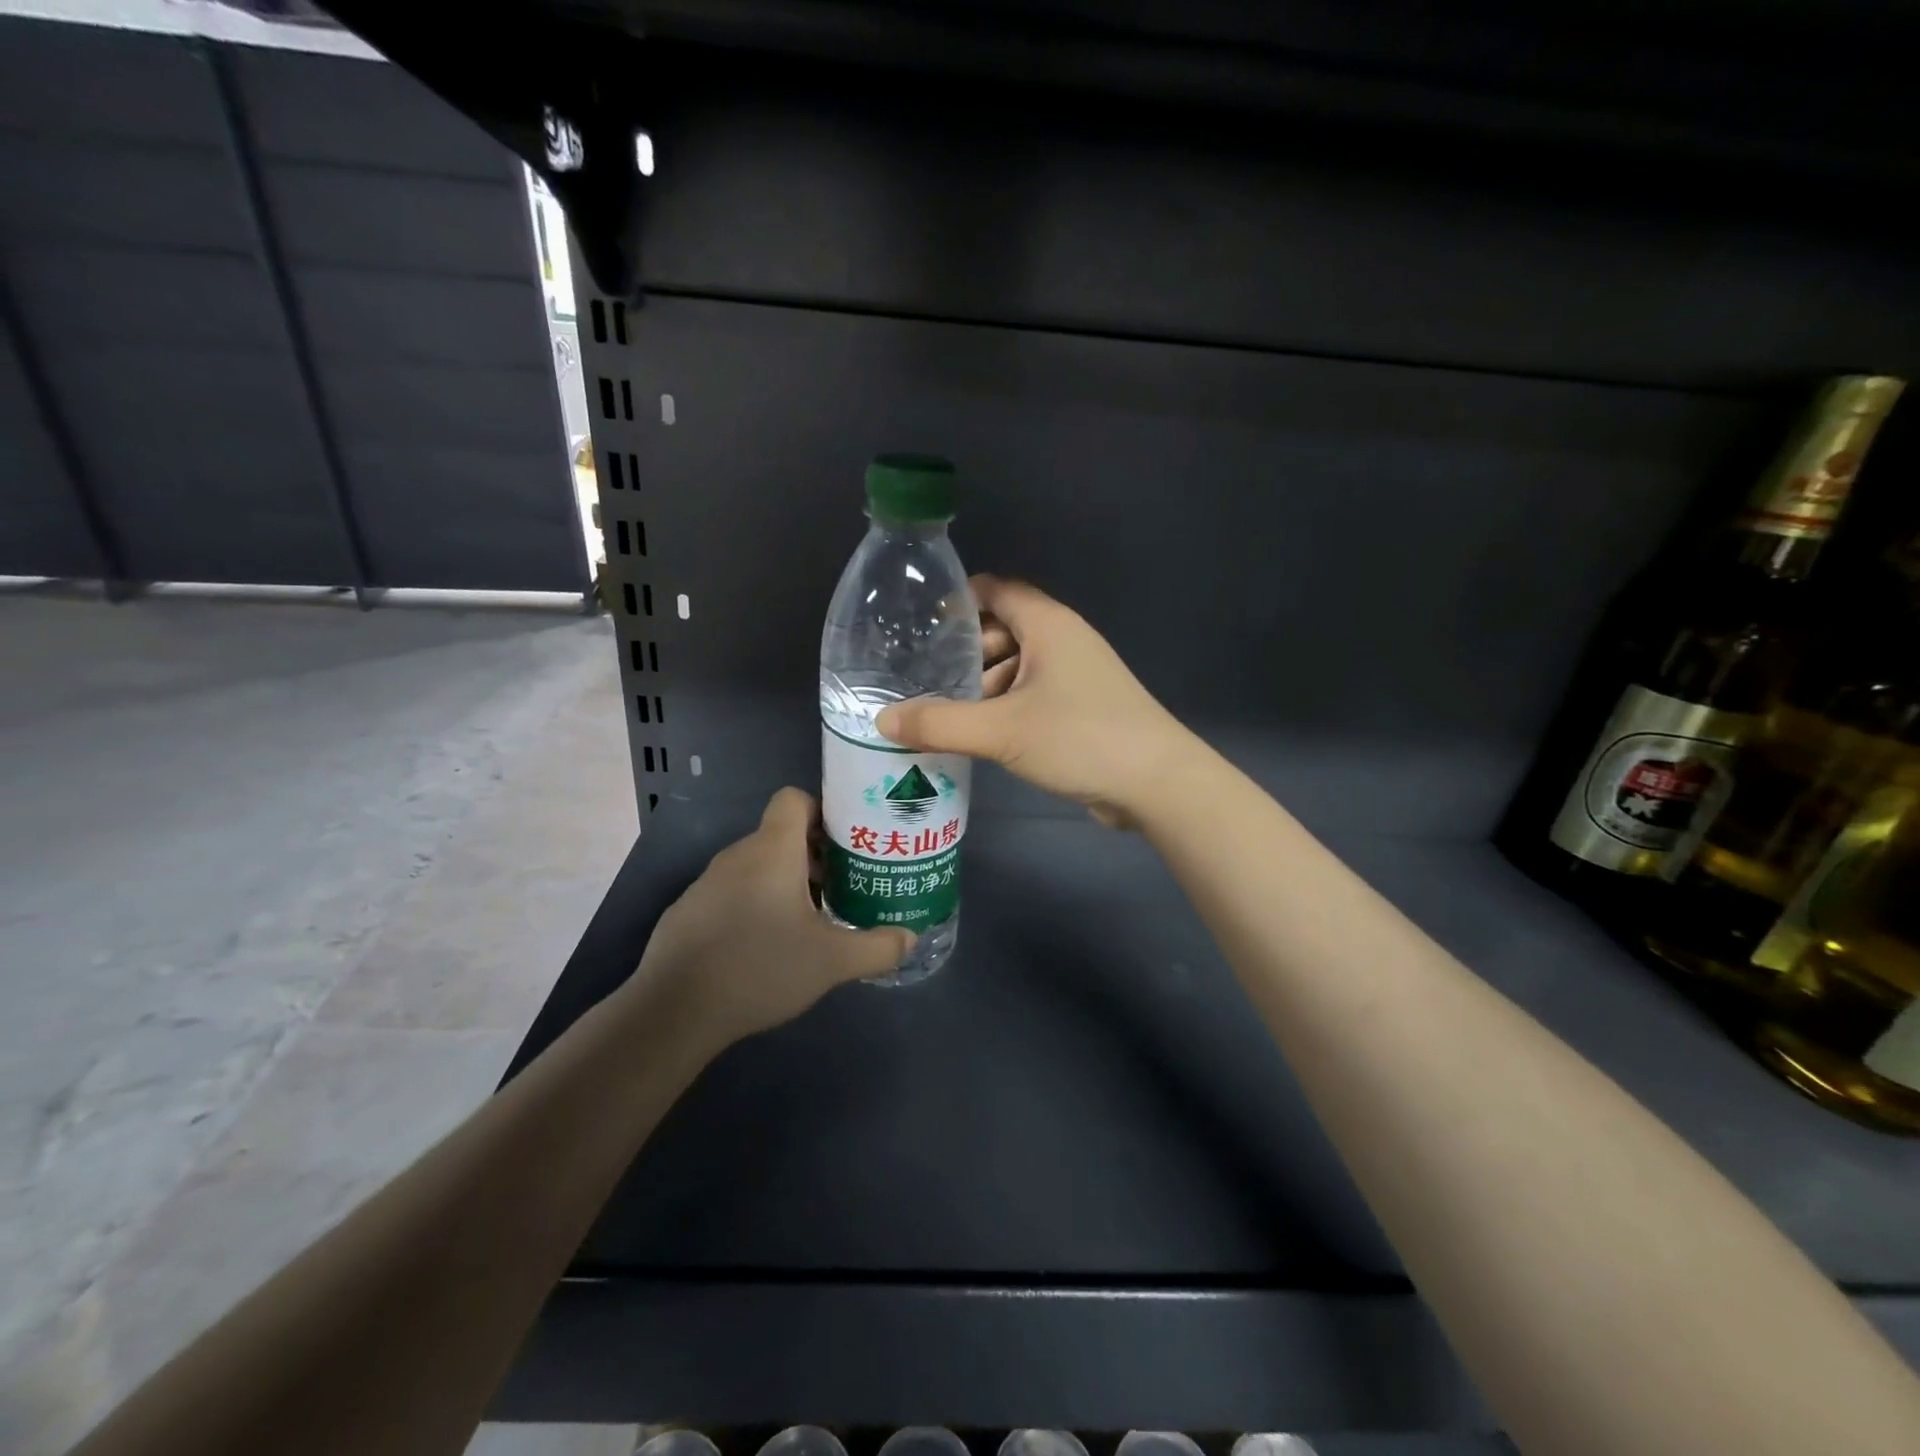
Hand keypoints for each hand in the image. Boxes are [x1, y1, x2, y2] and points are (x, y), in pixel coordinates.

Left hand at [633, 789, 915, 1044]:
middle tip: (842, 886)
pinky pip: (732, 892)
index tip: (845, 842)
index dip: (822, 810)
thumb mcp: (832, 961)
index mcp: (772, 850)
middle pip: (781, 835)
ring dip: (785, 882)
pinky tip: (765, 946)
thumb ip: (878, 947)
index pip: (794, 798)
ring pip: (757, 866)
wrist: (675, 1010)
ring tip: (809, 921)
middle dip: (814, 855)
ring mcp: (707, 883)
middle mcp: (738, 855)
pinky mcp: (688, 911)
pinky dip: (754, 904)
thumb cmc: (761, 967)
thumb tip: (910, 939)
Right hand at [878, 576, 1197, 828]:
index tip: (917, 626)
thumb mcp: (1002, 730)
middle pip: (1002, 629)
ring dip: (982, 685)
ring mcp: (1075, 675)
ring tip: (941, 711)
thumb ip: (939, 724)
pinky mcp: (1081, 708)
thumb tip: (882, 722)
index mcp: (1047, 624)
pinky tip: (978, 734)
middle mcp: (1062, 641)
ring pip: (1016, 666)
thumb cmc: (1081, 738)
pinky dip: (1004, 706)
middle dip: (963, 651)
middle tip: (921, 677)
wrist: (1157, 783)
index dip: (955, 602)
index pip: (994, 590)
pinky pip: (1031, 695)